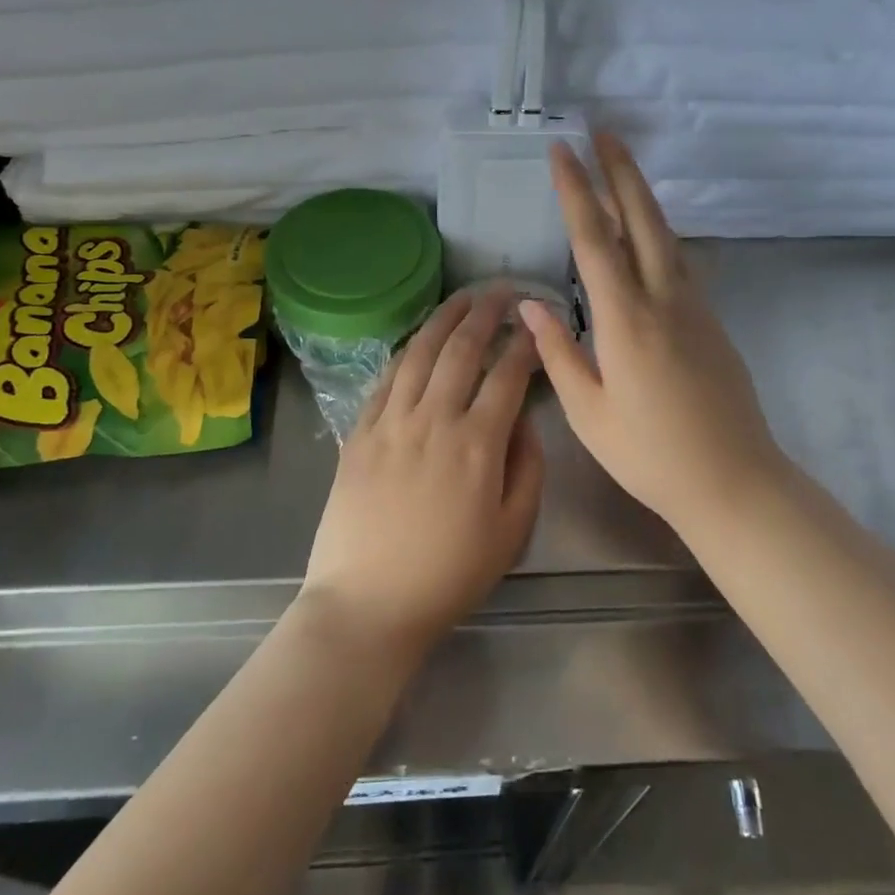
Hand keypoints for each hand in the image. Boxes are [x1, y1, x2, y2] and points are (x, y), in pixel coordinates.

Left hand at [299, 287, 542, 662]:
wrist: (367, 604)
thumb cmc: (448, 575)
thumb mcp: (512, 532)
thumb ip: (528, 468)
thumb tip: (524, 420)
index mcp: (478, 444)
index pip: (507, 375)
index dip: (525, 343)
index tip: (535, 322)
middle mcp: (434, 419)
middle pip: (462, 349)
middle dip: (486, 313)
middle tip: (502, 290)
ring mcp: (390, 422)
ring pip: (420, 353)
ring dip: (445, 318)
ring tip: (462, 297)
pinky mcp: (359, 432)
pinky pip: (385, 379)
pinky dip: (406, 351)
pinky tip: (418, 340)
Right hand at [521, 133, 788, 530]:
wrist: (733, 480)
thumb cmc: (650, 454)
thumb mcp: (588, 411)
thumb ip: (558, 352)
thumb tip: (529, 305)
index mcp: (627, 319)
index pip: (595, 240)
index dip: (576, 191)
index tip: (562, 152)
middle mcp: (664, 299)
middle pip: (643, 219)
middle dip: (621, 171)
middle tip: (604, 132)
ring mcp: (695, 307)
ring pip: (667, 236)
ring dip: (643, 196)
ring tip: (622, 169)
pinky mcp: (712, 321)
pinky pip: (679, 262)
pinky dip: (658, 234)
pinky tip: (646, 236)